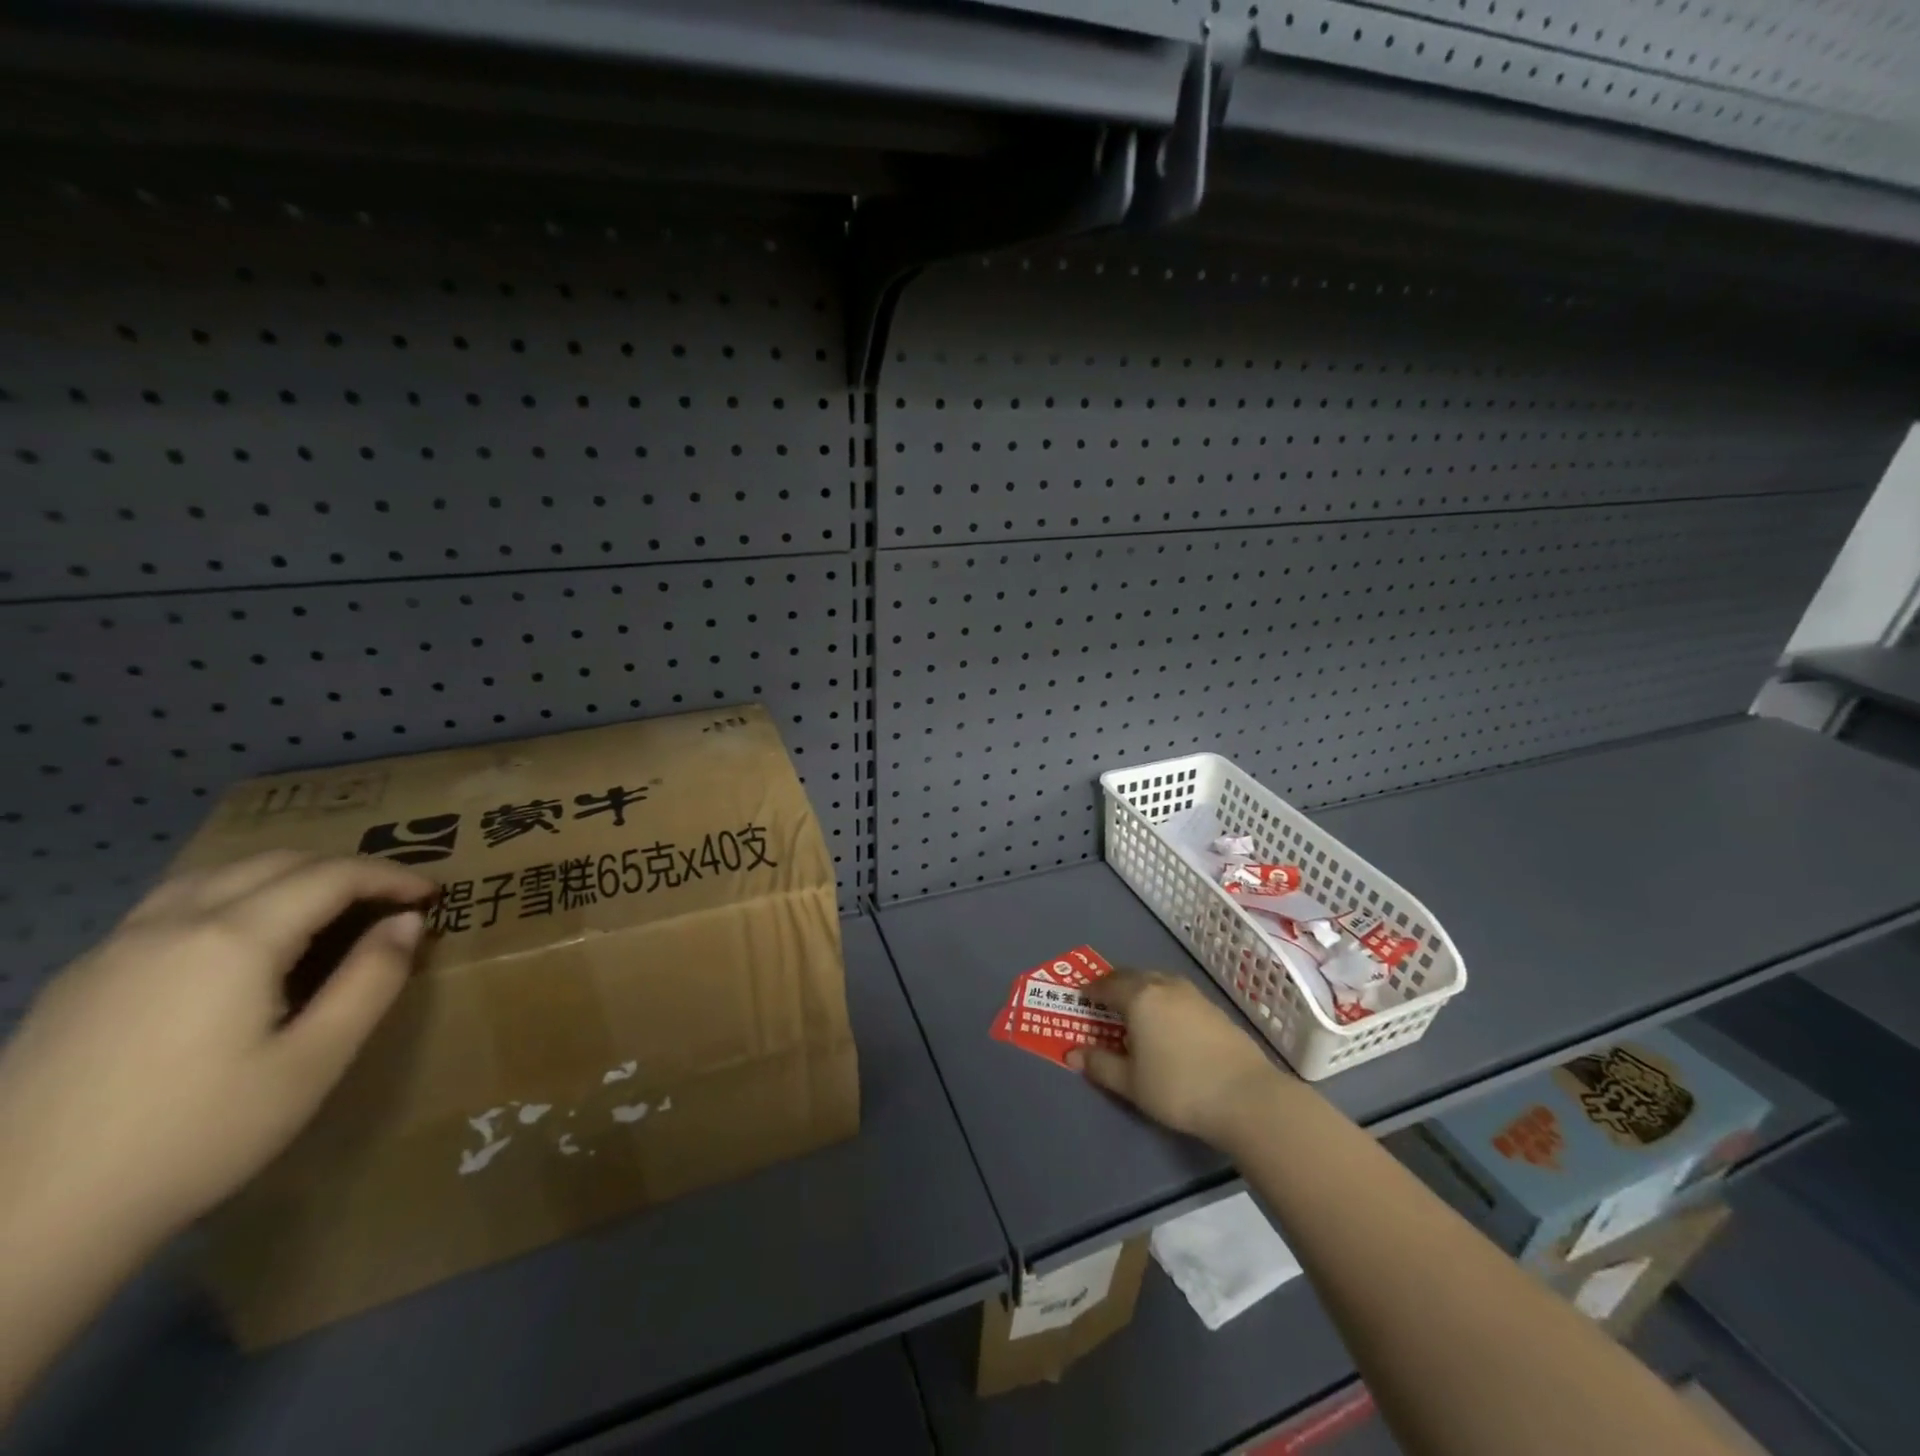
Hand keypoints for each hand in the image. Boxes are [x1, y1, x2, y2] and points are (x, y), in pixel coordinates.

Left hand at [0, 851, 434, 1248]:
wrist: (21, 1225)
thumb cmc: (196, 1137)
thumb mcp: (313, 1062)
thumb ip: (370, 981)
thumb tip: (406, 922)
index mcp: (234, 939)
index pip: (332, 876)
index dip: (391, 876)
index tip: (432, 893)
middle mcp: (172, 924)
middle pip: (275, 862)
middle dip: (344, 869)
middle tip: (388, 898)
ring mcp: (114, 948)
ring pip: (216, 874)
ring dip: (284, 874)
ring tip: (321, 904)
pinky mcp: (79, 979)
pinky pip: (171, 905)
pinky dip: (230, 895)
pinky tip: (238, 939)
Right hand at [1066, 970, 1283, 1147]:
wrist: (1246, 1096)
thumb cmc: (1178, 1087)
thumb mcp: (1131, 1083)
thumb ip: (1100, 1065)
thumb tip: (1072, 1054)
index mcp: (1139, 997)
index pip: (1107, 985)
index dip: (1091, 990)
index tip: (1080, 998)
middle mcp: (1164, 986)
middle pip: (1132, 976)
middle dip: (1114, 985)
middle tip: (1103, 1000)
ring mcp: (1192, 994)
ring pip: (1157, 981)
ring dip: (1141, 988)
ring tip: (1134, 1009)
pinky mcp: (1214, 1008)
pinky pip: (1177, 993)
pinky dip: (1163, 999)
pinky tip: (1166, 1021)